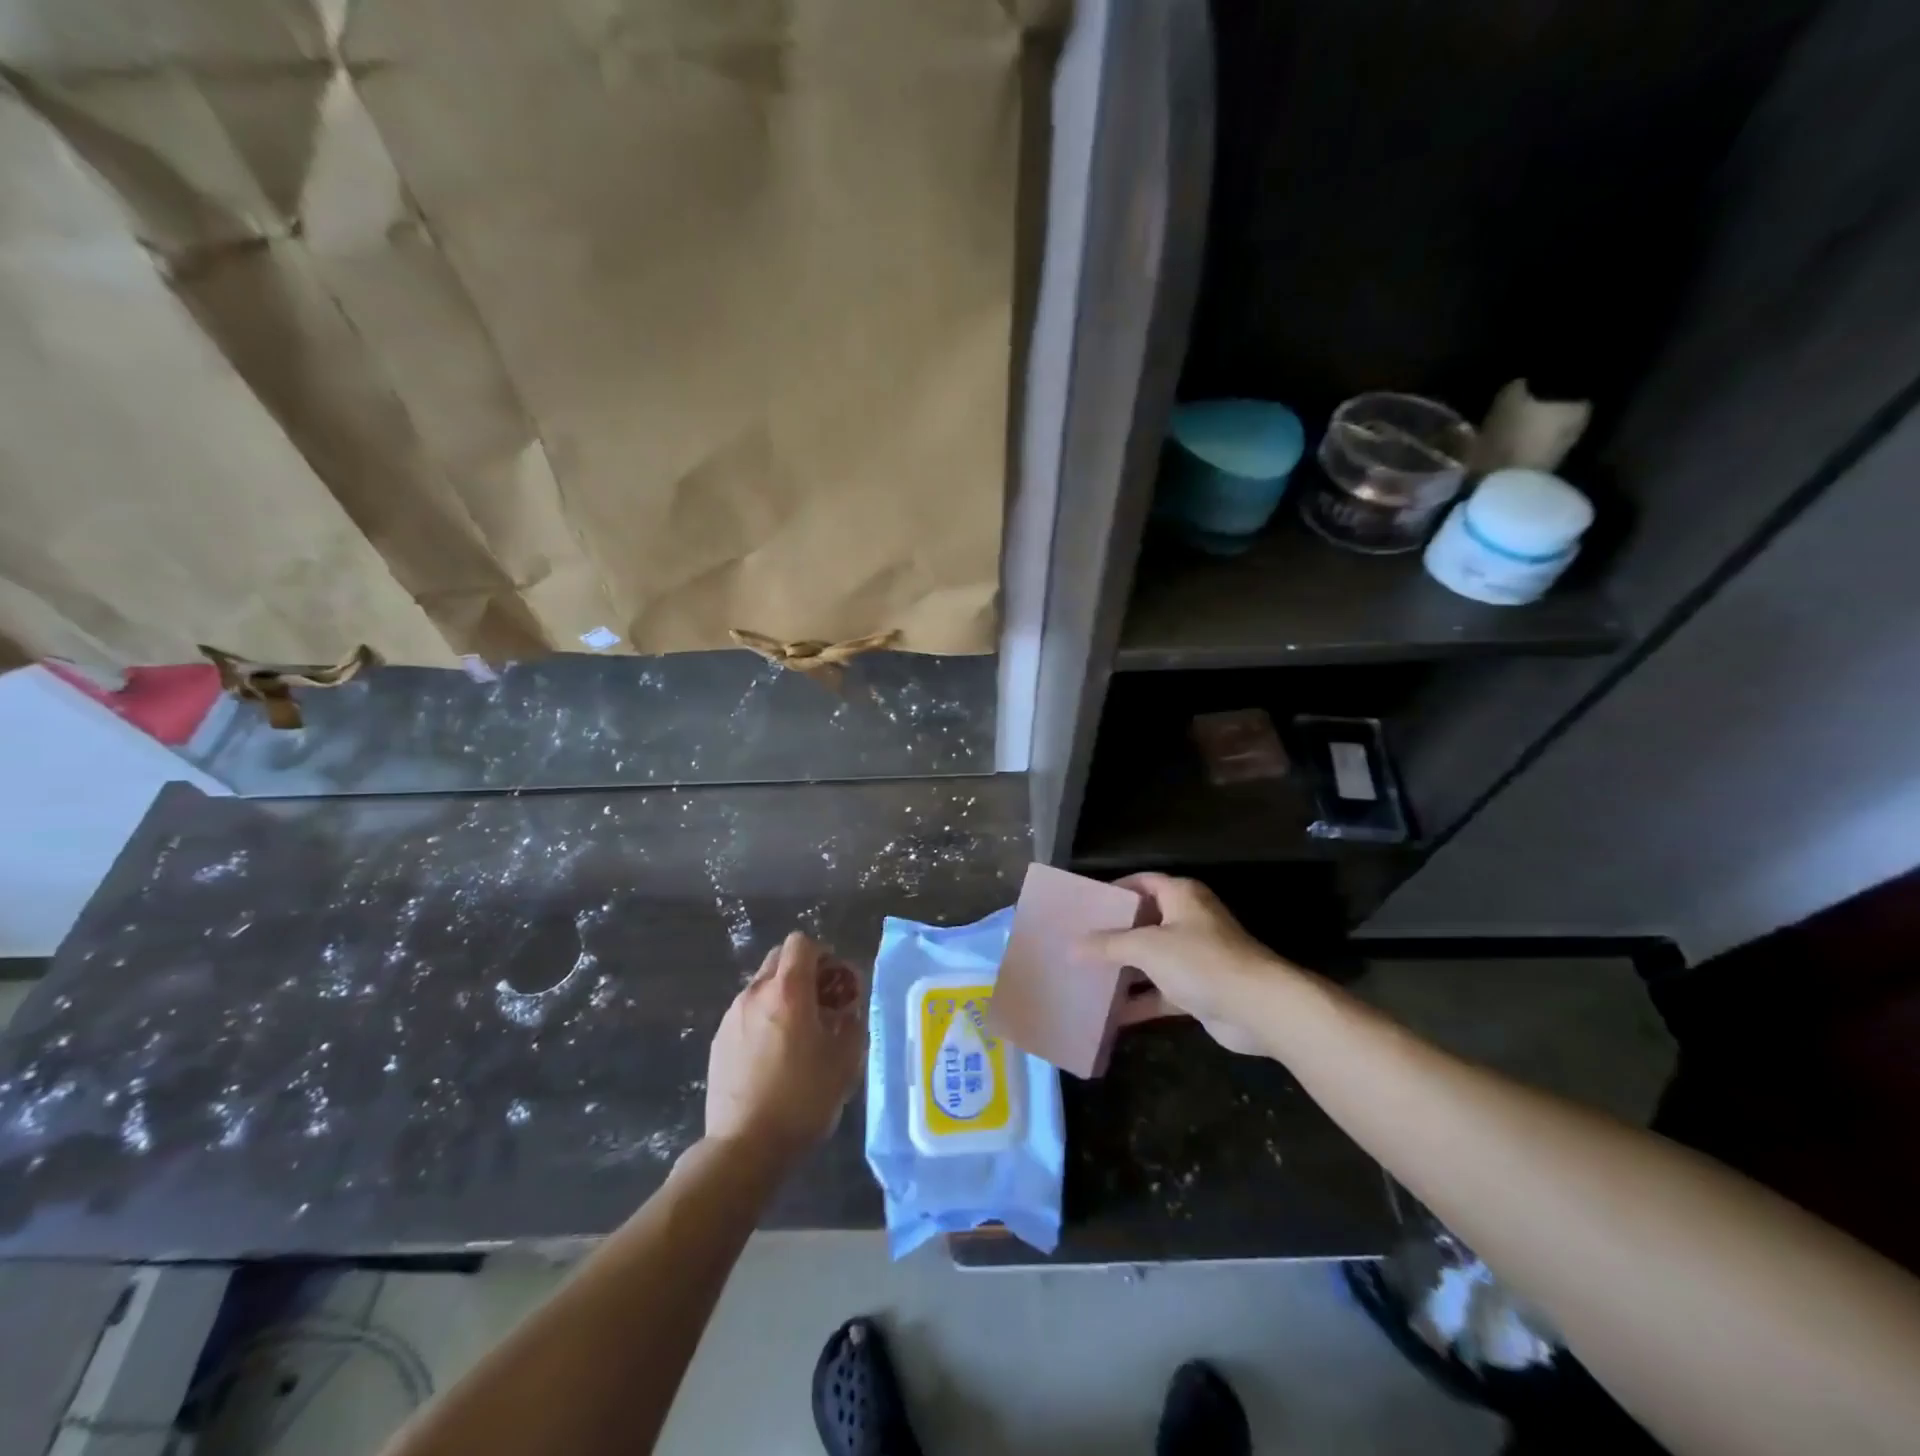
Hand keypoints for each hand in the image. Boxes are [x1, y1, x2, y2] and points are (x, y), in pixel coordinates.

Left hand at [705, 931, 866, 1160]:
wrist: (745, 1147)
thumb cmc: (803, 1099)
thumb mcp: (846, 1060)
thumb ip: (852, 1021)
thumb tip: (848, 1007)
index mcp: (788, 991)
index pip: (801, 943)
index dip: (822, 954)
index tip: (836, 981)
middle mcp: (755, 994)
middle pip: (779, 959)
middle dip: (803, 971)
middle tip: (821, 1003)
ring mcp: (732, 1016)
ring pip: (761, 986)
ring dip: (782, 996)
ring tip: (797, 1033)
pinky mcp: (718, 1040)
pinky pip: (747, 1013)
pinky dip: (764, 1018)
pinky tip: (773, 1055)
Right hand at [1083, 873, 1290, 1054]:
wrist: (1258, 1008)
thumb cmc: (1201, 961)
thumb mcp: (1147, 947)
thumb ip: (1108, 945)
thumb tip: (1071, 946)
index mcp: (1181, 896)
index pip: (1142, 882)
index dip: (1114, 890)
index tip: (1085, 904)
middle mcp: (1188, 920)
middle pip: (1144, 921)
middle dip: (1113, 934)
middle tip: (1077, 942)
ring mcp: (1195, 957)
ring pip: (1151, 959)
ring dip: (1123, 970)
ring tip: (1084, 976)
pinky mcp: (1199, 990)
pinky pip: (1160, 991)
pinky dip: (1139, 1001)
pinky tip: (1109, 1014)